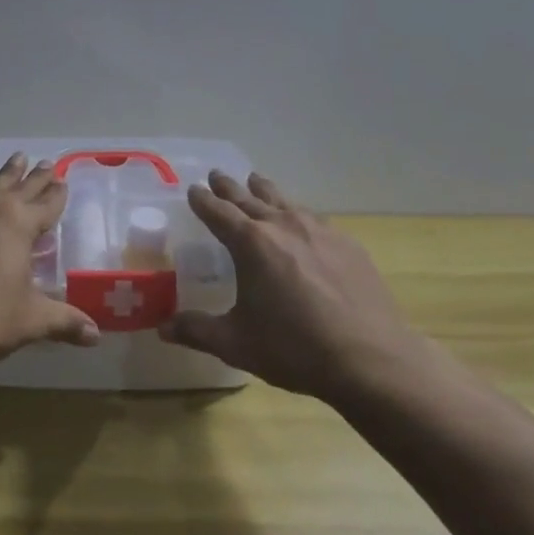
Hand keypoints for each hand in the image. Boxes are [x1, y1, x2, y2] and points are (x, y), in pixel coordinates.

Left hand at [0, 155, 100, 368]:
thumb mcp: (30, 321)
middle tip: (46, 163)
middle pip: (20, 188)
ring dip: (4, 175)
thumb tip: (96, 335)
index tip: (63, 181)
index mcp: (20, 225)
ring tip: (16, 158)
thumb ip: (65, 322)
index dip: (57, 195)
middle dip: (35, 178)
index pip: (47, 205)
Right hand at [161, 171, 439, 401]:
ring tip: (256, 182)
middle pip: (250, 198)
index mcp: (251, 243)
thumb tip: (162, 327)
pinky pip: (314, 218)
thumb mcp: (236, 343)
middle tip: (217, 175)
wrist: (371, 358)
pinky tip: (302, 221)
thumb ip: (196, 331)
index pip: (219, 212)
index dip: (203, 200)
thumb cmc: (294, 348)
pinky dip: (297, 213)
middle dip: (230, 187)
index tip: (193, 189)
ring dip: (265, 191)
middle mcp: (283, 226)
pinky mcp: (347, 245)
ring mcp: (320, 231)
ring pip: (285, 201)